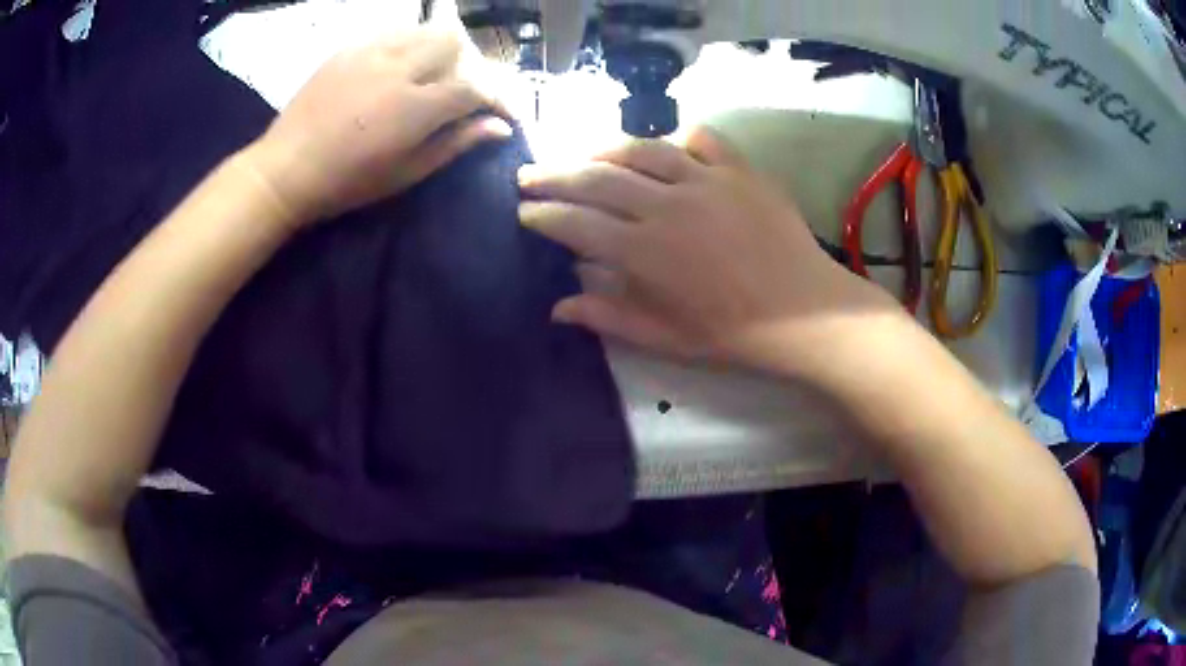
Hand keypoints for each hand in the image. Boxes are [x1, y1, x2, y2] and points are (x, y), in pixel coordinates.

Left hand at [245, 28, 512, 226]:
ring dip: (440, 49)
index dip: (498, 99)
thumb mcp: (406, 173)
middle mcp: (399, 68)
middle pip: (455, 43)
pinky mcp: (350, 47)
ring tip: (429, 75)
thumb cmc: (346, 182)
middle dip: (468, 66)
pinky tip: (399, 66)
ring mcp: (371, 51)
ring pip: (426, 30)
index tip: (503, 115)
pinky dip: (409, 43)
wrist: (285, 170)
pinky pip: (394, 31)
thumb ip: (455, 144)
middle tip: (459, 92)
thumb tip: (499, 128)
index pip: (475, 87)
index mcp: (414, 107)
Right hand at [518, 128, 902, 379]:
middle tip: (529, 174)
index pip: (576, 224)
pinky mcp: (739, 170)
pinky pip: (701, 139)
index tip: (524, 212)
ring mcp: (705, 180)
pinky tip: (665, 148)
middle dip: (554, 175)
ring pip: (640, 150)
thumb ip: (609, 317)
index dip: (543, 216)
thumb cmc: (734, 333)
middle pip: (596, 179)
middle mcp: (667, 205)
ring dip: (602, 150)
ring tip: (582, 155)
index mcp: (645, 252)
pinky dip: (677, 139)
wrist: (806, 313)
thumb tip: (558, 306)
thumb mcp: (666, 338)